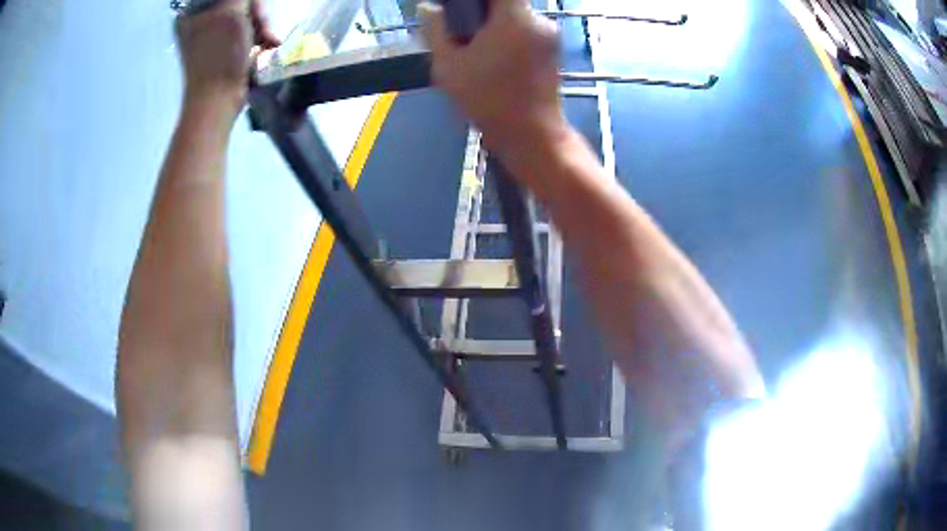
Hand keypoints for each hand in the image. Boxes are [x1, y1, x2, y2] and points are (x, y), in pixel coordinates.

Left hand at [175, 0, 279, 115]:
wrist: (217, 102)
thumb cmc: (221, 57)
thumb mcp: (232, 12)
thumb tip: (246, 0)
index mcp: (192, 13)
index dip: (247, 1)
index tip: (254, 11)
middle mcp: (199, 22)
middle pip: (239, 3)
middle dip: (257, 13)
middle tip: (264, 28)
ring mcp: (211, 37)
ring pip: (246, 17)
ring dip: (262, 26)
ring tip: (269, 40)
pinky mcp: (223, 50)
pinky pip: (246, 32)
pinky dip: (259, 37)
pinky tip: (267, 45)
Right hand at [420, 0, 565, 155]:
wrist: (533, 135)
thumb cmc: (488, 101)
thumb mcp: (448, 66)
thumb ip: (436, 30)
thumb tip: (428, 7)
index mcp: (514, 17)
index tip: (459, 8)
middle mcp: (539, 19)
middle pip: (505, 1)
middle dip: (480, 10)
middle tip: (460, 31)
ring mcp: (550, 34)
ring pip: (515, 15)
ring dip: (493, 24)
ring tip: (475, 49)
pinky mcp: (554, 49)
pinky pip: (525, 29)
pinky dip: (508, 34)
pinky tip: (494, 58)